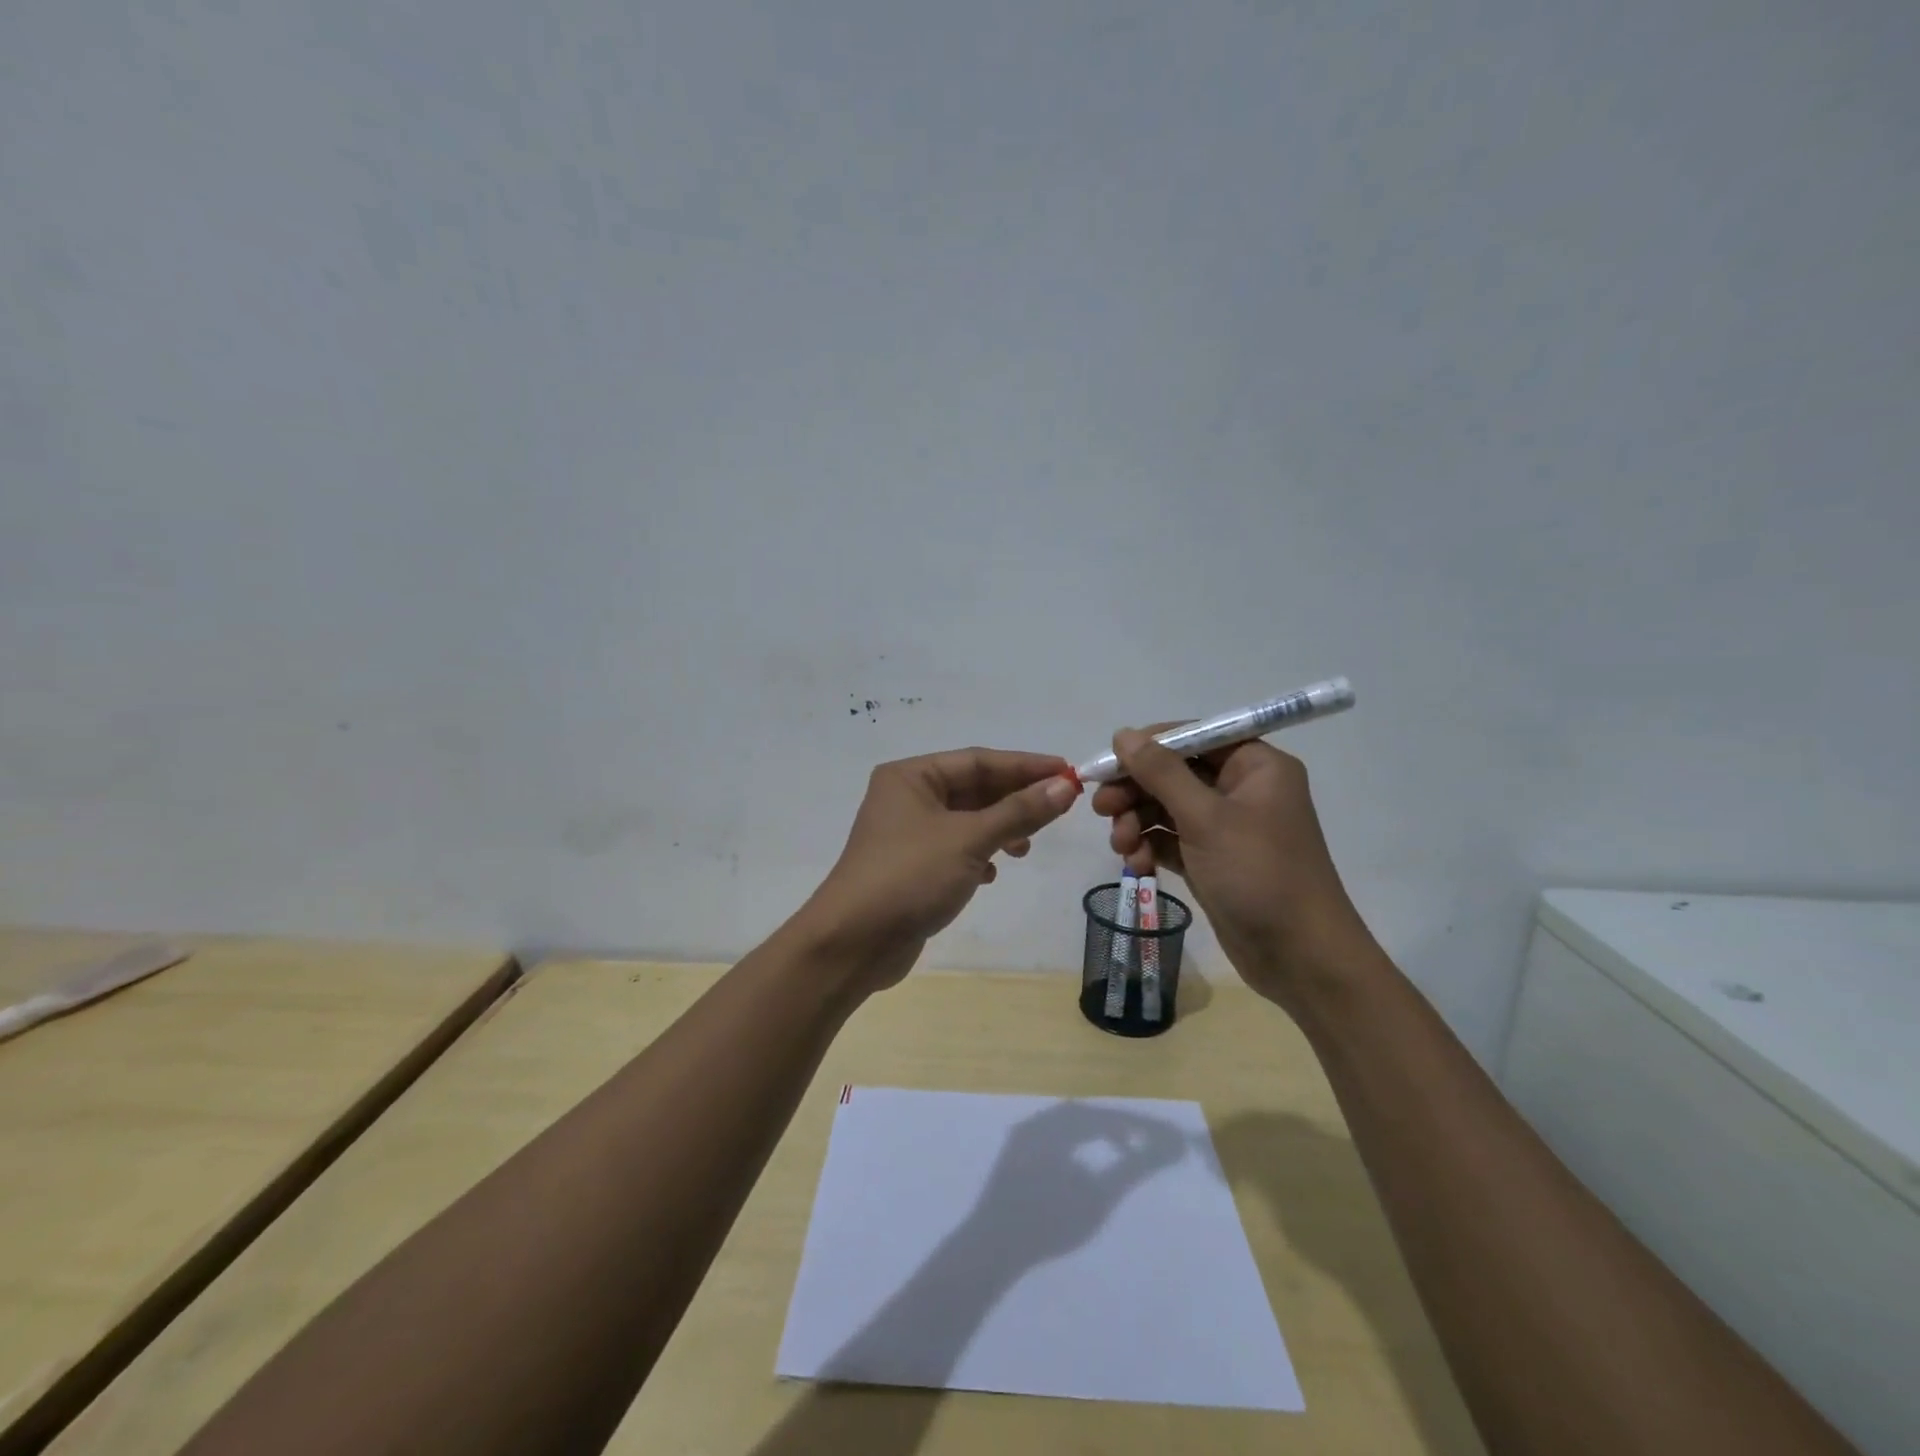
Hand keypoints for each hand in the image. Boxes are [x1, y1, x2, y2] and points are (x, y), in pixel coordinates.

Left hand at [799, 748, 1081, 989]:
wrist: (853, 943)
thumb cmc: (909, 877)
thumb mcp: (969, 840)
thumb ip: (1018, 811)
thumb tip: (1065, 787)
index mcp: (911, 776)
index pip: (978, 760)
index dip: (1025, 766)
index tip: (1068, 773)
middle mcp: (906, 797)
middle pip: (973, 788)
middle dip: (1014, 798)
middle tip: (1060, 808)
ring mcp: (907, 834)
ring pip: (966, 820)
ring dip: (999, 829)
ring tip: (1026, 847)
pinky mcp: (911, 867)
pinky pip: (955, 848)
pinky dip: (979, 855)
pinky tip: (994, 873)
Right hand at [1089, 727, 1380, 1010]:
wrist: (1300, 957)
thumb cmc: (1258, 874)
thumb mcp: (1206, 818)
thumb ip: (1161, 773)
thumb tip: (1123, 734)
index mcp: (1255, 766)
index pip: (1192, 736)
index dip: (1146, 747)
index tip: (1105, 765)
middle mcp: (1242, 789)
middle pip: (1173, 773)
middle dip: (1136, 791)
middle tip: (1101, 809)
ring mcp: (1226, 827)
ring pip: (1167, 808)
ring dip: (1137, 822)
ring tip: (1121, 846)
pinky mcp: (1212, 859)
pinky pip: (1172, 839)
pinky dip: (1151, 846)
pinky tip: (1136, 864)